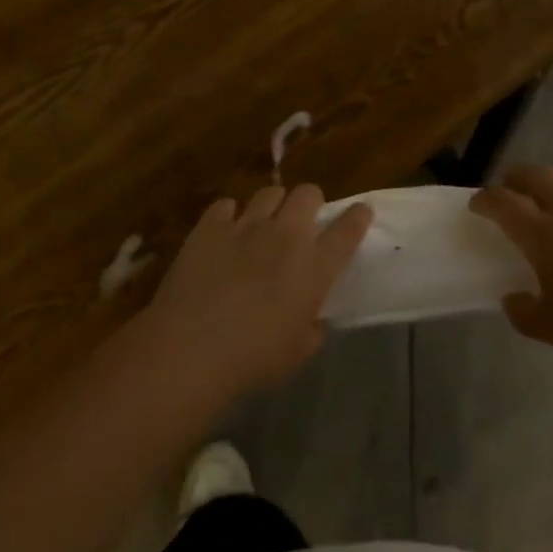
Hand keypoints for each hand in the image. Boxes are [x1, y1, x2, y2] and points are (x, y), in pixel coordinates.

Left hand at [147, 184, 371, 399]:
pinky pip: (225, 205)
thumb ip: (311, 329)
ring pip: (269, 192)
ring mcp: (246, 225)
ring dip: (272, 206)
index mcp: (315, 266)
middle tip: (302, 222)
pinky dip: (229, 215)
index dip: (357, 217)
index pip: (348, 229)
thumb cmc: (253, 359)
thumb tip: (312, 321)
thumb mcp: (297, 353)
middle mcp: (286, 235)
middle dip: (310, 202)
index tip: (361, 212)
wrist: (191, 349)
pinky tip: (224, 232)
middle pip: (308, 193)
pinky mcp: (210, 226)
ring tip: (263, 224)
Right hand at [470, 165, 552, 367]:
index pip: (503, 202)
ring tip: (549, 191)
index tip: (477, 204)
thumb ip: (523, 312)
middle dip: (515, 177)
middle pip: (536, 174)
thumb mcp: (550, 328)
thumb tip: (514, 299)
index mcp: (542, 233)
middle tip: (509, 188)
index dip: (485, 199)